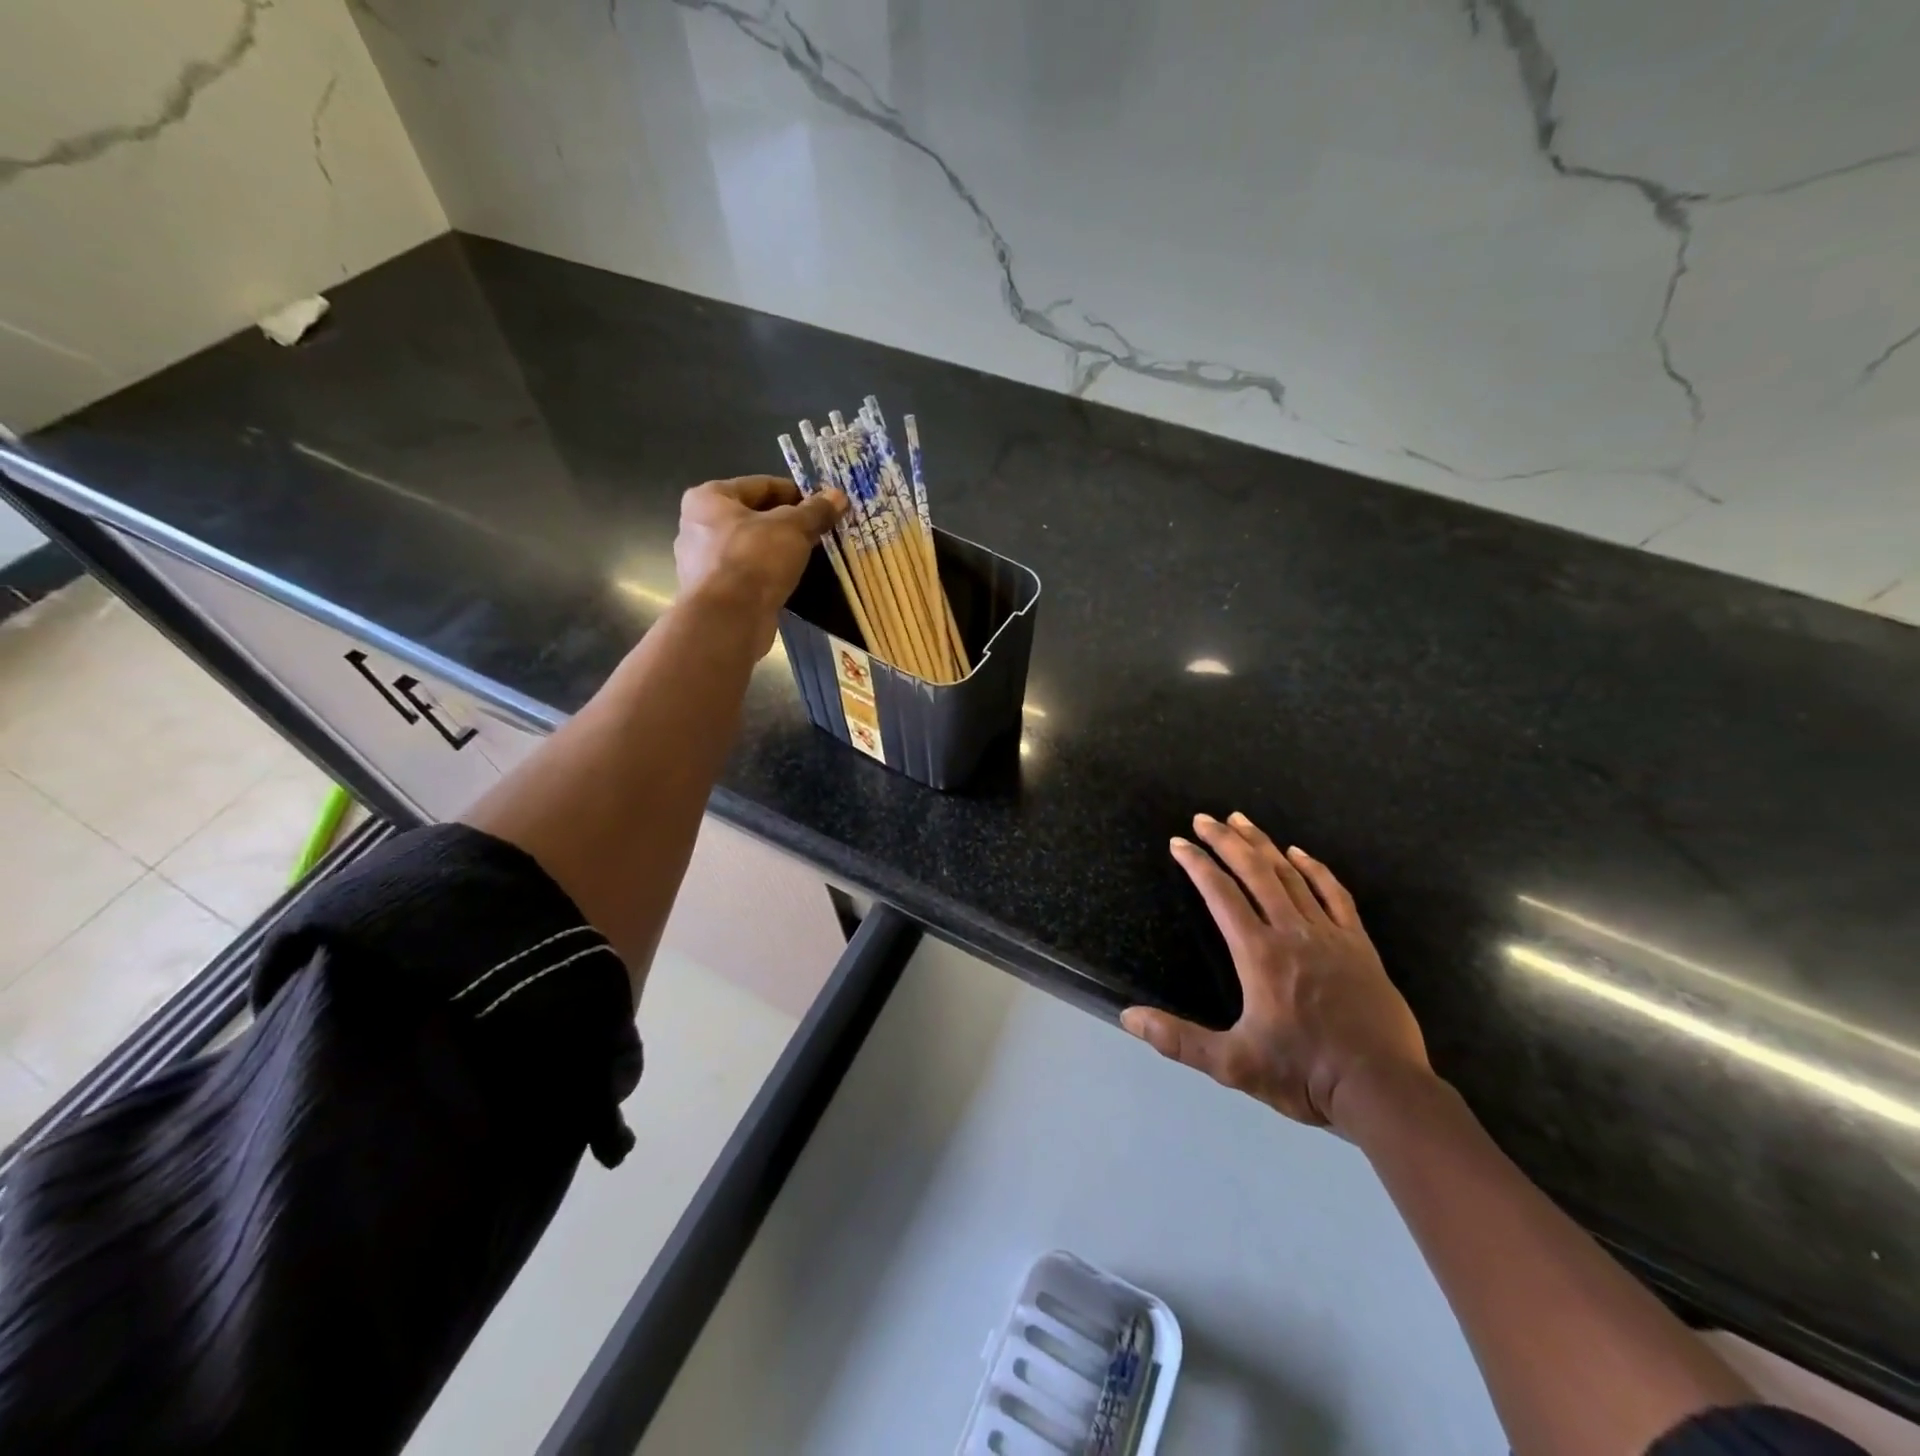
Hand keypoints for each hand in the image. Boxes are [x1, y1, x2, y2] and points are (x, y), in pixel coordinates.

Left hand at [673, 476, 845, 646]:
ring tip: (808, 555)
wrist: (728, 620)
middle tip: (819, 530)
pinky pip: (747, 574)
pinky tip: (789, 579)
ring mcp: (702, 563)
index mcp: (708, 499)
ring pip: (750, 547)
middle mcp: (698, 527)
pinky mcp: (713, 594)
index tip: (821, 504)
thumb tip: (838, 495)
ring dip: (777, 550)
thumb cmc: (754, 560)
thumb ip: (815, 511)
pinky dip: (767, 574)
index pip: (760, 485)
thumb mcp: (792, 528)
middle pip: (753, 516)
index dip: (794, 492)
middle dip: (787, 523)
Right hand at [1121, 813, 1429, 1133]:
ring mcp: (1329, 935)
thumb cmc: (1304, 1074)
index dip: (1196, 864)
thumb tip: (1128, 1017)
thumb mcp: (1233, 1064)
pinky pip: (1334, 894)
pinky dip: (1314, 869)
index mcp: (1258, 954)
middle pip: (1255, 872)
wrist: (1383, 1090)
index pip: (1221, 894)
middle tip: (1204, 818)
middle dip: (1225, 841)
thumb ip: (1179, 1040)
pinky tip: (1299, 853)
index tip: (1178, 843)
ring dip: (1262, 845)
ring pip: (1290, 876)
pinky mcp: (1359, 945)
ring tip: (1241, 820)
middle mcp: (1291, 933)